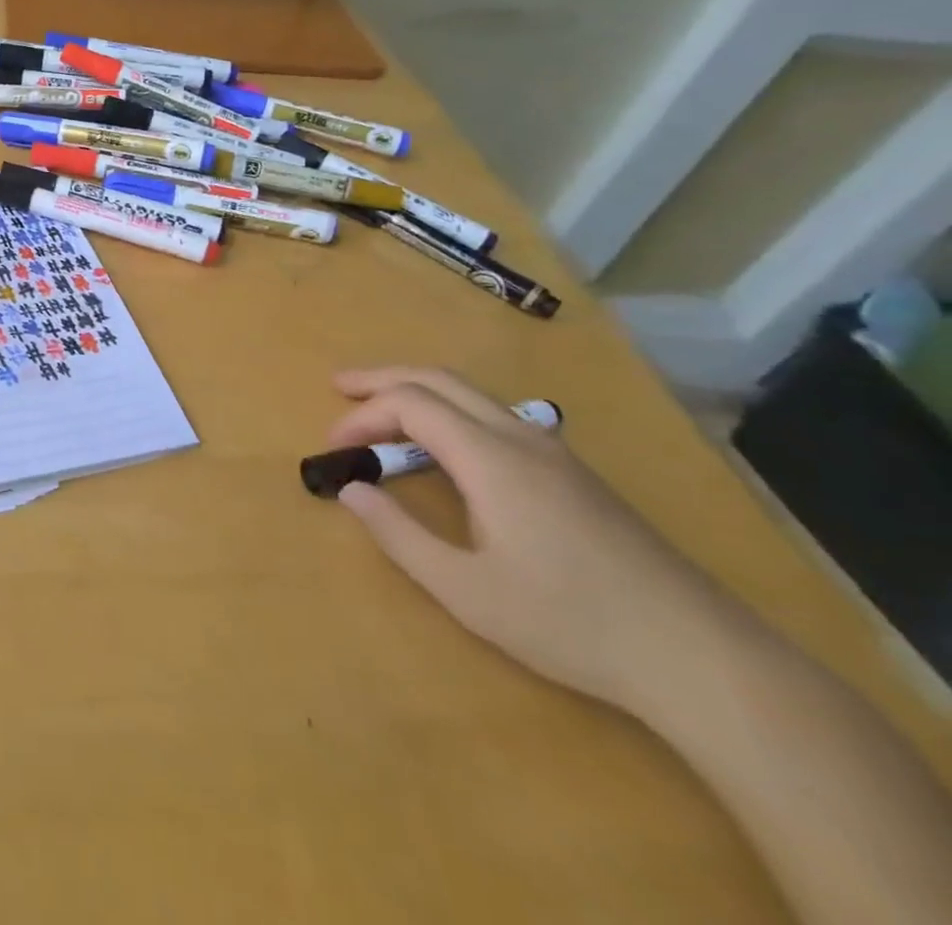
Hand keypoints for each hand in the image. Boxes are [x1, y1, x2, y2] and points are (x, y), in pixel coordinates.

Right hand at [324, 368, 741, 715]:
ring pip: (472, 394)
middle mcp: (520, 437)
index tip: (333, 447)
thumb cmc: (570, 622)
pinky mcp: (573, 474)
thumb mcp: (466, 591)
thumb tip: (350, 490)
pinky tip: (444, 447)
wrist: (700, 656)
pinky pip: (495, 416)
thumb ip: (399, 536)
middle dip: (383, 378)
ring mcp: (553, 452)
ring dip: (418, 391)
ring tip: (381, 411)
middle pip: (440, 380)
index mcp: (491, 458)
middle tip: (339, 388)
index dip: (363, 415)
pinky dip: (450, 411)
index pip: (411, 405)